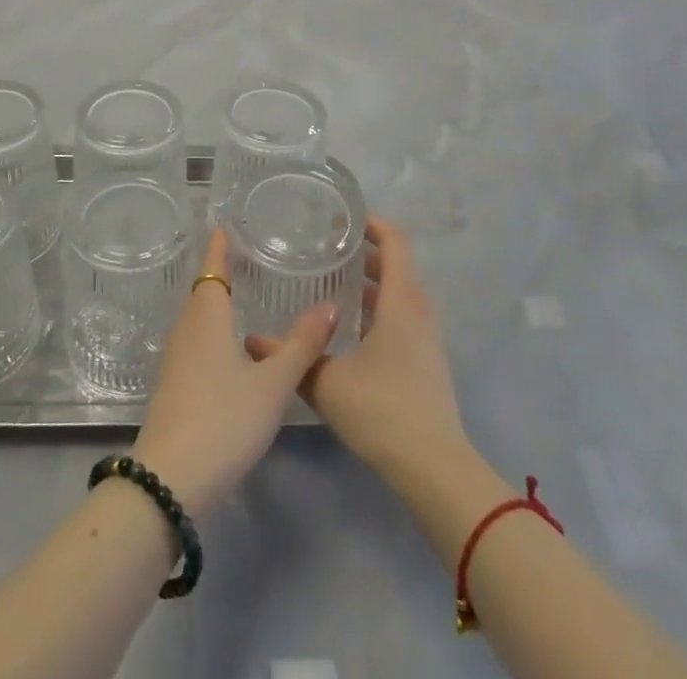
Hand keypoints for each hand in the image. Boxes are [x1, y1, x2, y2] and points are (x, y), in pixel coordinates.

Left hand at [130, 227, 336, 516]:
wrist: (170, 479)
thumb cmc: (224, 419)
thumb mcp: (272, 383)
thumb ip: (302, 344)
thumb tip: (331, 304)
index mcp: (206, 315)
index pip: (213, 267)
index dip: (220, 245)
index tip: (227, 224)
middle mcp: (186, 328)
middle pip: (204, 290)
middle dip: (223, 272)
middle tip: (251, 256)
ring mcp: (176, 357)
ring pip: (199, 317)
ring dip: (218, 302)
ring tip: (247, 295)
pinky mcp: (174, 384)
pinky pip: (196, 341)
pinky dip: (214, 330)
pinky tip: (233, 347)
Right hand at [248, 217, 466, 484]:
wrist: (434, 469)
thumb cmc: (382, 410)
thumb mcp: (326, 381)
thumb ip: (292, 354)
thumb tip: (252, 339)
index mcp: (401, 300)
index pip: (394, 241)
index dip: (371, 222)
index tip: (339, 218)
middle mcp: (419, 310)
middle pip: (396, 264)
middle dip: (363, 251)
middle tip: (325, 247)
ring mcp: (426, 337)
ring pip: (399, 292)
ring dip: (370, 281)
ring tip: (331, 281)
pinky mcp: (426, 360)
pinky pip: (401, 315)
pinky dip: (377, 306)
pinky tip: (348, 326)